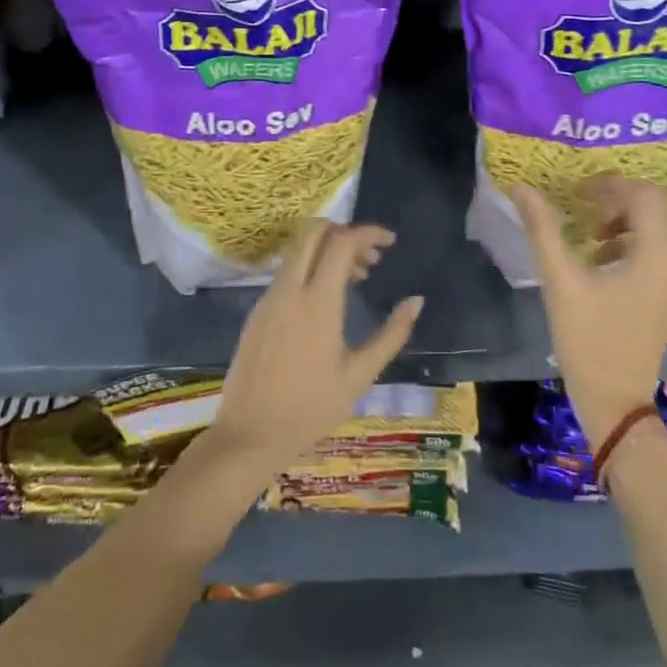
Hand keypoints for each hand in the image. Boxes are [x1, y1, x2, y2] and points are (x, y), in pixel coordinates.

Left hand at [207, 220, 421, 482]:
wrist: (250, 435)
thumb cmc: (311, 409)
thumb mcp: (359, 375)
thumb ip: (391, 335)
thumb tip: (416, 301)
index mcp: (318, 302)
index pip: (342, 242)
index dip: (369, 233)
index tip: (390, 242)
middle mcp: (290, 289)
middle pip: (314, 232)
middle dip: (346, 232)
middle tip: (371, 257)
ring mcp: (269, 297)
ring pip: (299, 250)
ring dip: (329, 250)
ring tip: (357, 278)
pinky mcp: (258, 309)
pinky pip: (288, 271)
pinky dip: (311, 268)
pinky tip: (328, 298)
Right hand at [510, 175, 666, 449]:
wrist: (614, 400)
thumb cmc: (587, 340)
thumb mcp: (560, 281)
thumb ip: (542, 230)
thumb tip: (521, 188)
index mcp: (656, 258)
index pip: (646, 196)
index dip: (612, 185)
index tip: (578, 191)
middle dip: (632, 194)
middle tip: (594, 199)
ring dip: (635, 214)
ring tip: (593, 227)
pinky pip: (665, 246)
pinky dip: (638, 235)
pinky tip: (601, 254)